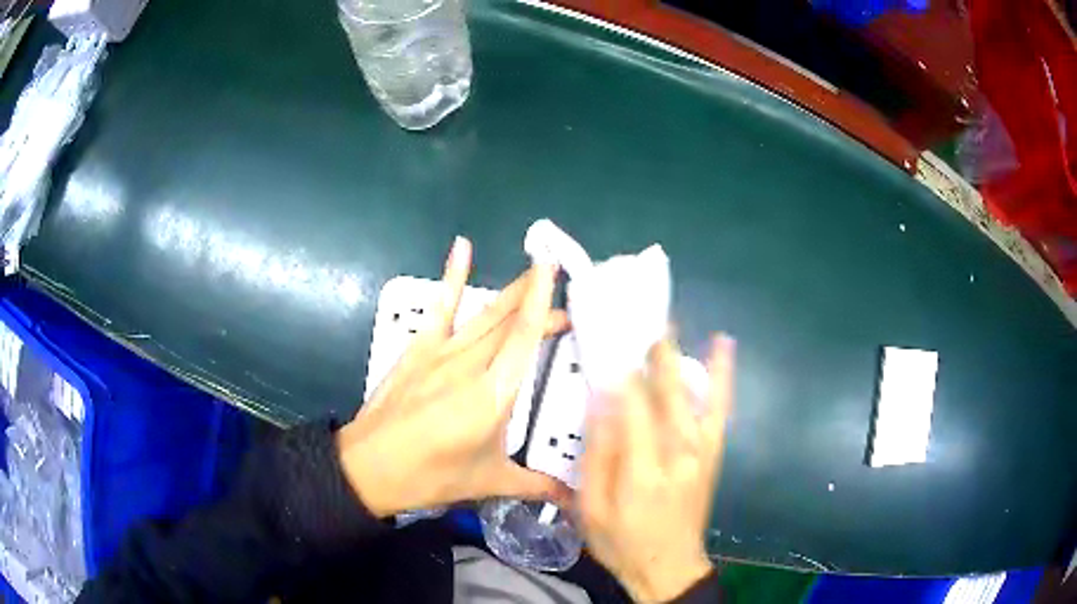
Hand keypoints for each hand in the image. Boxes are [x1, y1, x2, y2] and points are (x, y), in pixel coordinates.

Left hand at [337, 237, 570, 517]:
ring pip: (486, 314)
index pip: (524, 339)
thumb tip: (578, 501)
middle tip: (568, 299)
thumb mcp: (489, 482)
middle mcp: (470, 365)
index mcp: (492, 396)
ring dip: (513, 294)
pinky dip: (452, 276)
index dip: (543, 301)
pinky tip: (462, 246)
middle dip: (540, 304)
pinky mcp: (419, 349)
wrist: (370, 467)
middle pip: (511, 323)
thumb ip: (537, 486)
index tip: (558, 270)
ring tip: (536, 271)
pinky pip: (441, 307)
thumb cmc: (431, 476)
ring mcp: (442, 352)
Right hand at [578, 335, 734, 602]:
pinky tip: (722, 344)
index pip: (632, 409)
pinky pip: (719, 406)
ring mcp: (702, 450)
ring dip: (679, 357)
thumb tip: (598, 407)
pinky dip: (721, 374)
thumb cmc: (623, 542)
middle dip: (650, 355)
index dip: (620, 375)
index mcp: (644, 470)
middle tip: (634, 320)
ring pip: (694, 393)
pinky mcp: (713, 452)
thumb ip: (596, 459)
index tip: (606, 346)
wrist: (670, 566)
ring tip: (666, 323)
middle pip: (666, 393)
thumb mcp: (592, 510)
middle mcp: (679, 452)